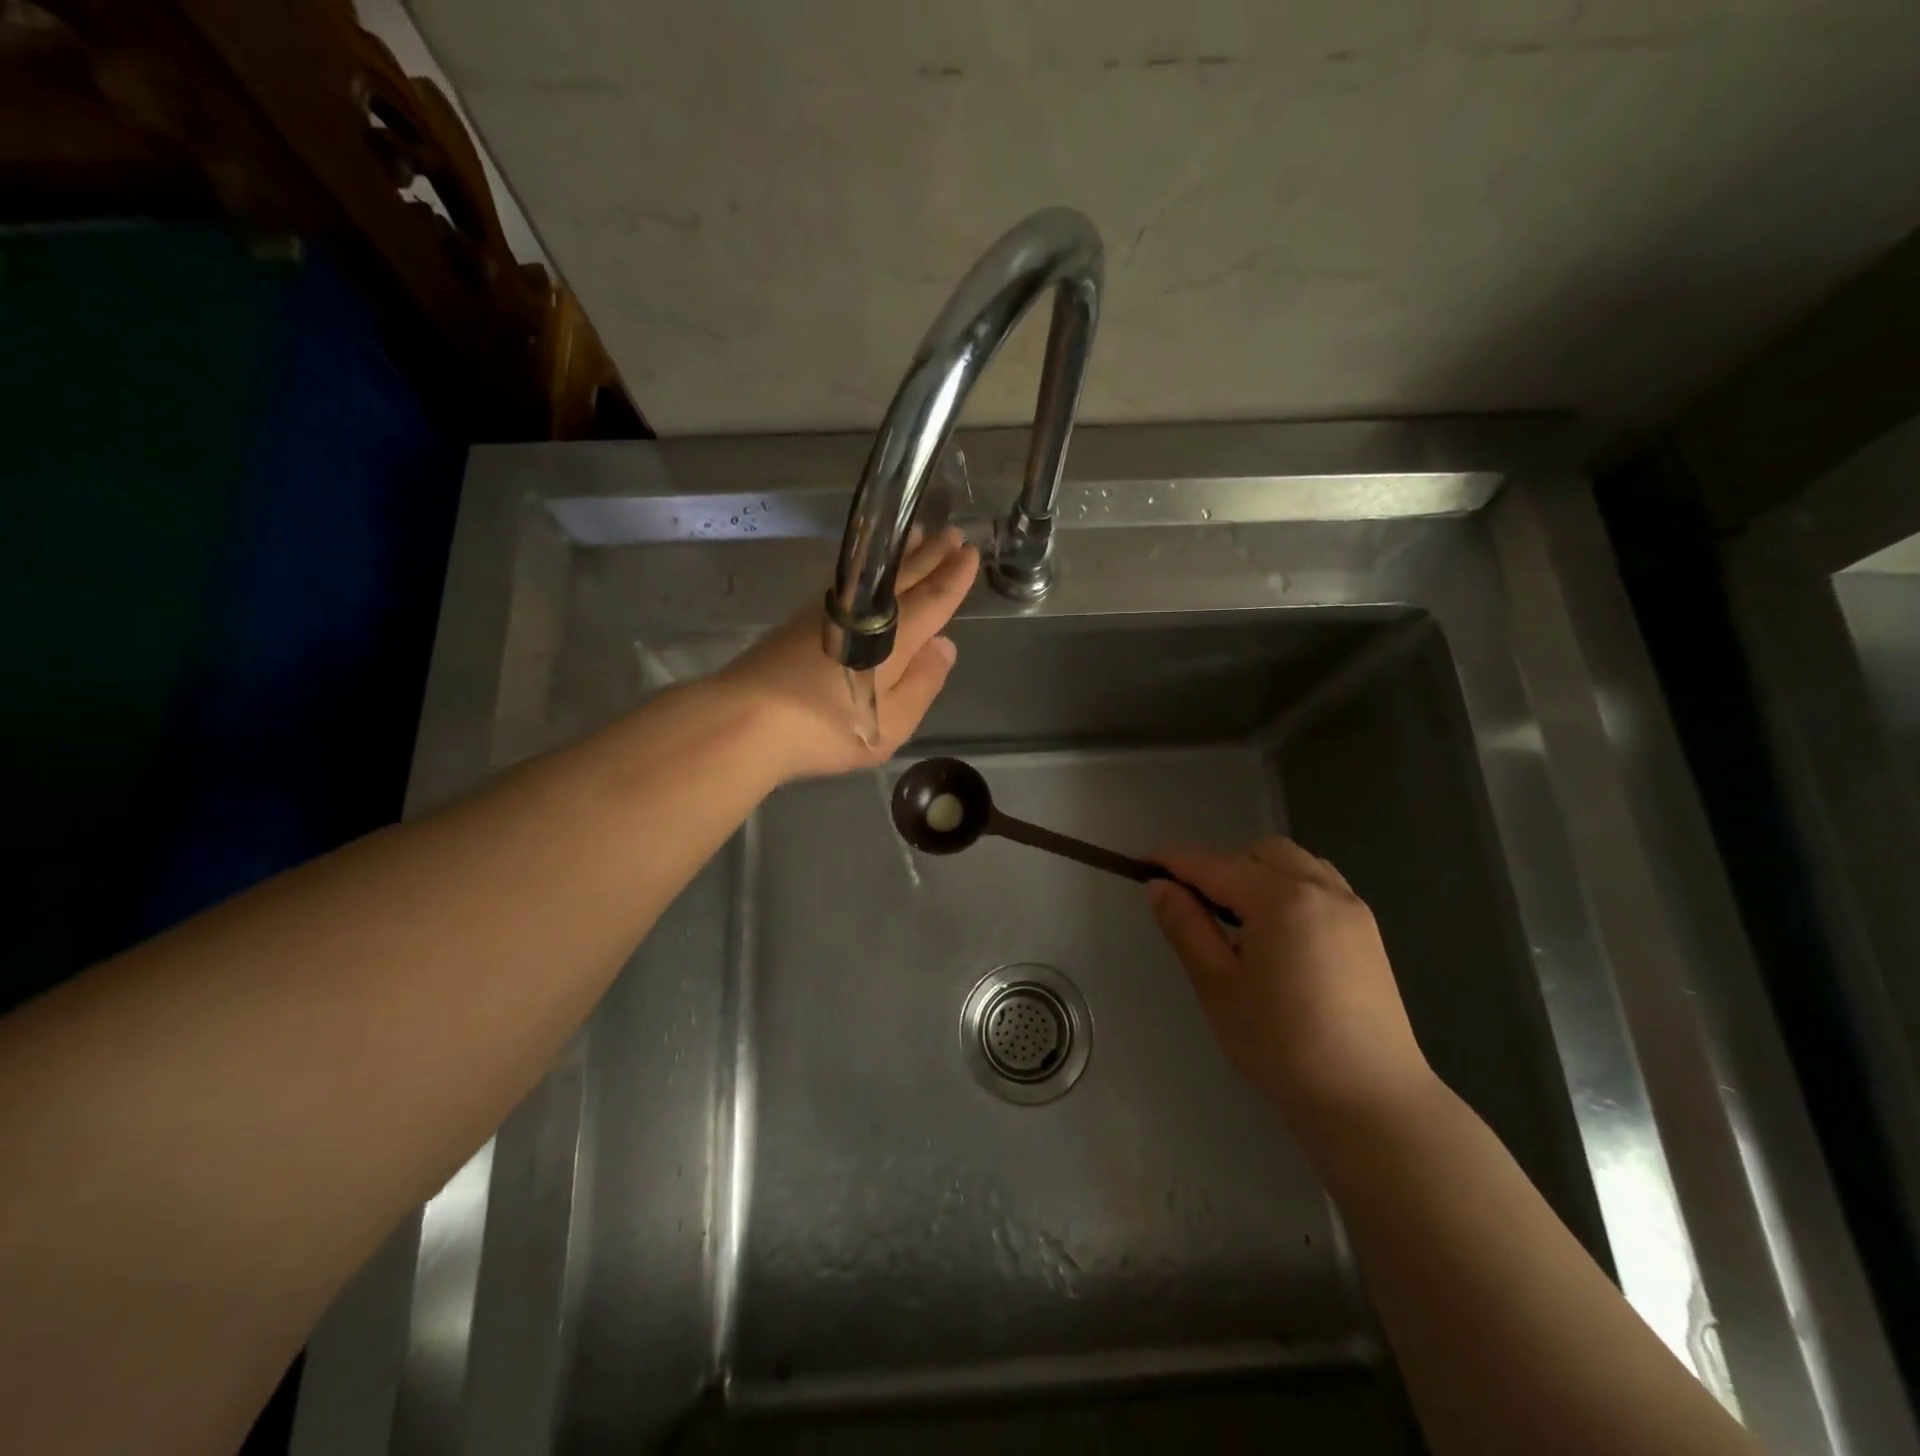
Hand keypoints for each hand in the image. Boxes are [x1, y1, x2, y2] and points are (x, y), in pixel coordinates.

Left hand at [719, 528, 978, 781]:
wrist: (746, 719)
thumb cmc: (827, 727)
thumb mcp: (891, 723)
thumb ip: (923, 683)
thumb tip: (944, 646)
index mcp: (895, 637)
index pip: (933, 600)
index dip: (954, 577)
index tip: (970, 552)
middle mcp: (863, 613)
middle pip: (904, 578)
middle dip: (931, 556)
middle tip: (952, 533)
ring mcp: (828, 612)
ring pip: (873, 574)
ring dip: (899, 555)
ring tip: (916, 535)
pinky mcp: (801, 620)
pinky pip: (848, 582)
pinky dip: (867, 571)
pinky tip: (867, 573)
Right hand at [1148, 839, 1434, 1130]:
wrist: (1371, 1103)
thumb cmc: (1283, 1047)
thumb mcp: (1219, 987)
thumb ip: (1186, 927)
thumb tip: (1159, 886)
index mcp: (1281, 900)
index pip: (1214, 865)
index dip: (1174, 861)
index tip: (1141, 864)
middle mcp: (1320, 889)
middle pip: (1258, 853)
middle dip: (1220, 865)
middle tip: (1192, 904)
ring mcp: (1351, 907)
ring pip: (1294, 863)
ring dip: (1257, 872)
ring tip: (1236, 916)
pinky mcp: (1367, 930)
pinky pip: (1320, 883)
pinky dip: (1289, 886)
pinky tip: (1278, 929)